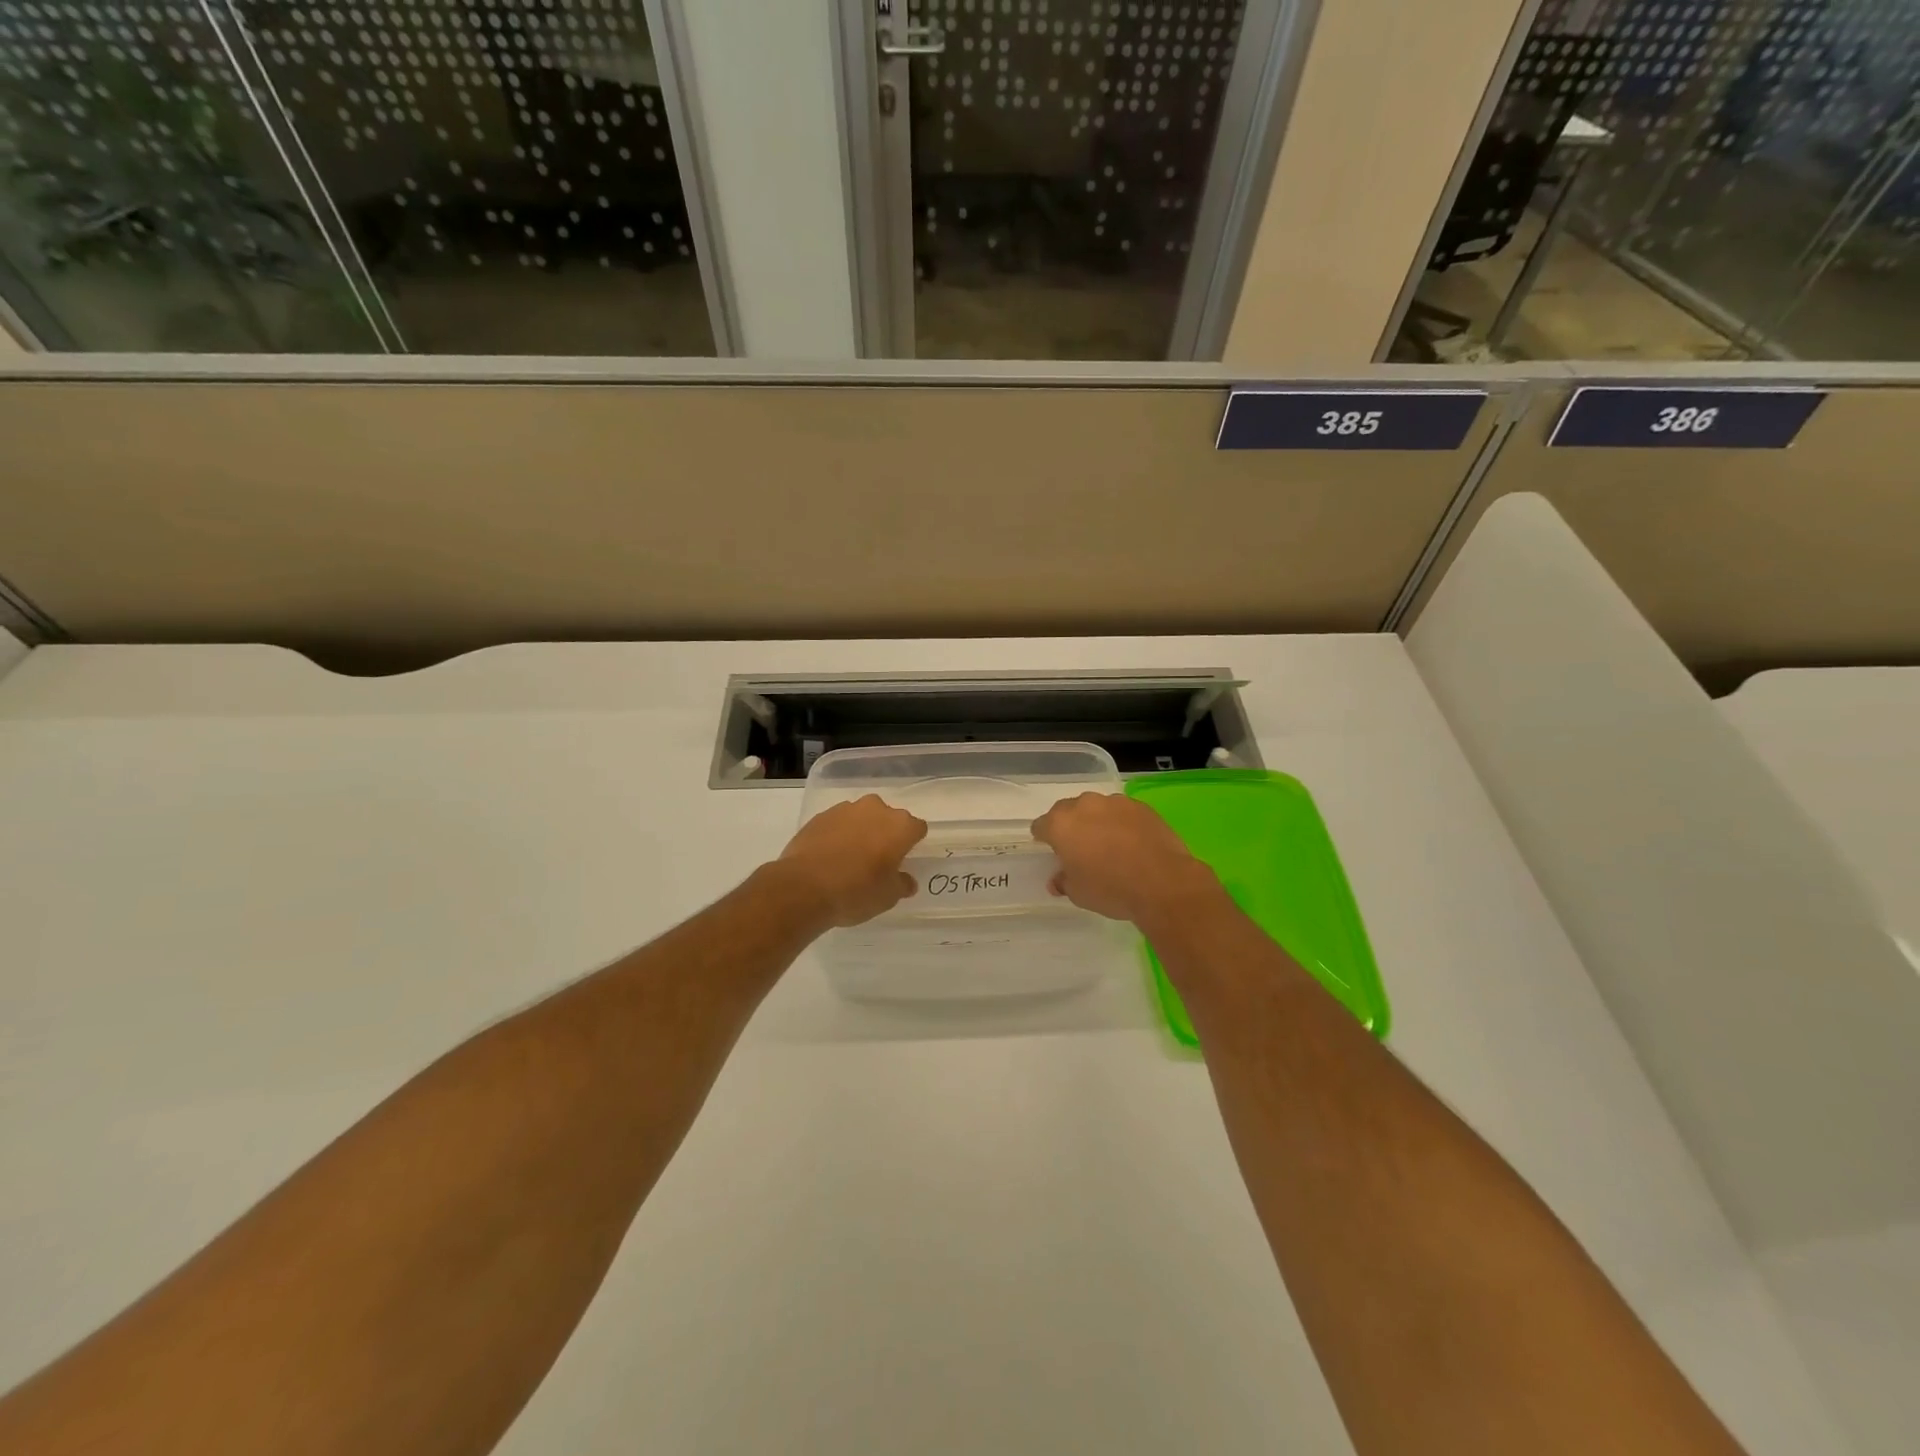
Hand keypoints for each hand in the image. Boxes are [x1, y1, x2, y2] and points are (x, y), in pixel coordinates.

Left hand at [777, 795, 927, 927]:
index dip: (912, 843)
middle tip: (877, 860)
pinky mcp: (820, 815)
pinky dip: (838, 834)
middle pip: (889, 818)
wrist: (803, 887)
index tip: (903, 860)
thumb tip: (906, 880)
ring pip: (862, 817)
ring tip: (850, 858)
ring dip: (861, 831)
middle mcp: (876, 809)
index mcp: (900, 826)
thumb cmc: (856, 891)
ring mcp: (846, 809)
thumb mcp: (888, 897)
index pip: (917, 828)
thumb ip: (902, 884)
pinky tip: (830, 856)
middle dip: (886, 834)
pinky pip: (838, 822)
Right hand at [1031, 792, 1220, 927]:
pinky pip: (1122, 812)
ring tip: (1110, 846)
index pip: (1041, 826)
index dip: (1044, 840)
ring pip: (1097, 809)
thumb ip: (1064, 881)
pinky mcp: (1140, 806)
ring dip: (1097, 822)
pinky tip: (1132, 843)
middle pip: (1068, 812)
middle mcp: (1084, 805)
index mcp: (1060, 824)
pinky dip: (1122, 823)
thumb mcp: (1078, 893)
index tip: (1053, 853)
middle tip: (1081, 850)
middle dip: (1071, 827)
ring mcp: (1114, 802)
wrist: (1162, 882)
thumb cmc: (1110, 889)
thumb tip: (1058, 879)